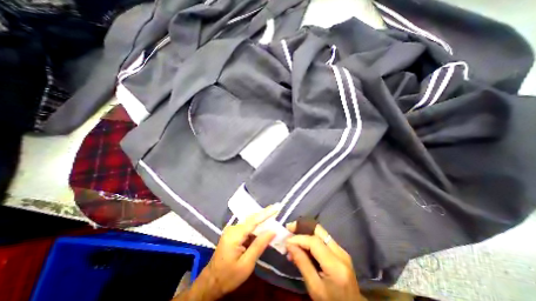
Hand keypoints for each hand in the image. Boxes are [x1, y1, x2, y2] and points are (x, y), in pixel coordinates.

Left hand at [191, 206, 278, 299]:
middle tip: (277, 212)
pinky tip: (262, 232)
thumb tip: (272, 231)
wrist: (211, 283)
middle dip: (265, 216)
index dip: (266, 213)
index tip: (276, 207)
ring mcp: (231, 230)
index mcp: (235, 235)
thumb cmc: (229, 276)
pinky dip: (255, 230)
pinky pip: (247, 228)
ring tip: (273, 222)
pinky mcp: (232, 234)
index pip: (253, 220)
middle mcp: (233, 228)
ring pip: (250, 223)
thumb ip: (259, 245)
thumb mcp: (247, 264)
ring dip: (261, 224)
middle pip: (252, 219)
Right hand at [284, 223, 364, 300]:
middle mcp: (340, 252)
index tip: (286, 241)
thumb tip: (289, 244)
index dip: (298, 238)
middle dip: (302, 226)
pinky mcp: (339, 251)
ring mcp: (341, 250)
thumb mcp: (314, 288)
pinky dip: (310, 238)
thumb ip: (302, 263)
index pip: (314, 242)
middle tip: (289, 229)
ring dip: (305, 232)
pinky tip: (302, 244)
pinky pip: (322, 238)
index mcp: (336, 265)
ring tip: (293, 238)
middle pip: (318, 230)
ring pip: (320, 232)